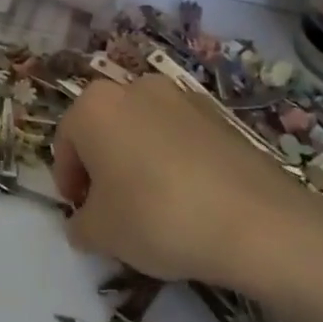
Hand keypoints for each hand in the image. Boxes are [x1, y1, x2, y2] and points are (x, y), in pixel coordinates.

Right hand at [52, 75, 316, 289]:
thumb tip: (84, 223)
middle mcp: (131, 87)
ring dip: (138, 161)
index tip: (83, 215)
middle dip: (103, 167)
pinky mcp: (217, 114)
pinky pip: (179, 137)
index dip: (69, 183)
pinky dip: (174, 160)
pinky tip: (191, 200)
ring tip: (156, 206)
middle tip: (114, 210)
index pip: (65, 143)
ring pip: (142, 130)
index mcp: (93, 106)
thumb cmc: (157, 217)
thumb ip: (80, 225)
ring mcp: (179, 96)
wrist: (258, 222)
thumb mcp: (101, 234)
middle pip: (104, 130)